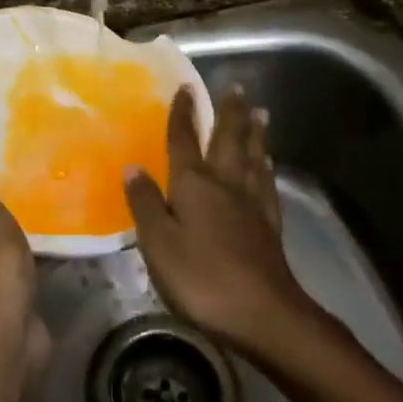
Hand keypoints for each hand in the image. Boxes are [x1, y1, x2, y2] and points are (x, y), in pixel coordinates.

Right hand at [125, 89, 310, 354]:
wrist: (264, 315)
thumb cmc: (202, 278)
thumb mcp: (159, 243)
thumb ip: (146, 203)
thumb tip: (132, 166)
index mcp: (194, 184)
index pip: (184, 140)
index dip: (182, 113)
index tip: (186, 87)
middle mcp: (225, 184)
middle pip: (228, 140)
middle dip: (230, 113)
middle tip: (236, 87)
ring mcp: (252, 204)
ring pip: (253, 158)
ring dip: (254, 133)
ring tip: (260, 113)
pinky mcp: (270, 226)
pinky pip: (268, 186)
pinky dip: (267, 169)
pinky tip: (268, 164)